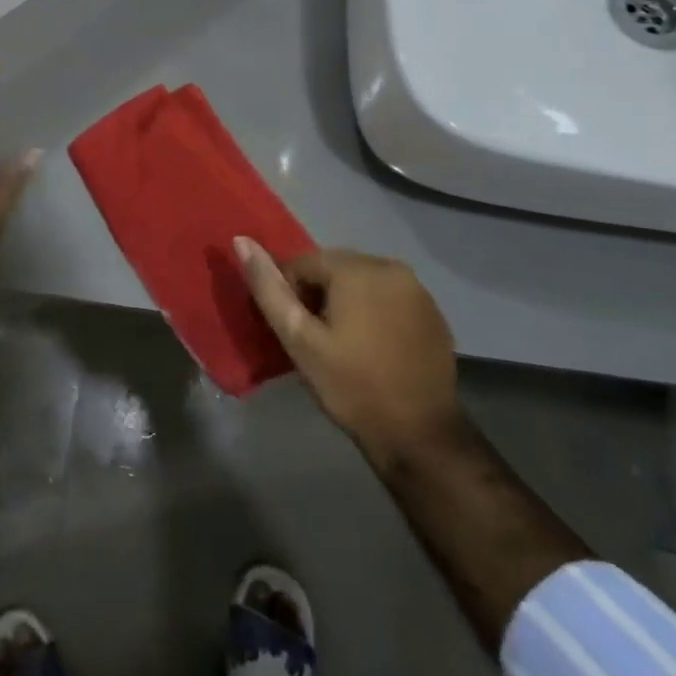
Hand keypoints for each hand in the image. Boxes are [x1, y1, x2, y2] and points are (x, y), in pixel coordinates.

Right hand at [235, 241, 462, 470]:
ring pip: (362, 282)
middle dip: (318, 295)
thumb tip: (241, 241)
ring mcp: (417, 289)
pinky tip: (373, 346)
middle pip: (334, 269)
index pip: (303, 263)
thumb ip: (269, 289)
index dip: (289, 294)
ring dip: (346, 302)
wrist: (419, 435)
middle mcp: (390, 266)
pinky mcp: (433, 311)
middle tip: (314, 339)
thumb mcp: (299, 340)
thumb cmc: (352, 386)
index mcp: (356, 269)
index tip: (293, 331)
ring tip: (342, 344)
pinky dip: (374, 311)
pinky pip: (389, 297)